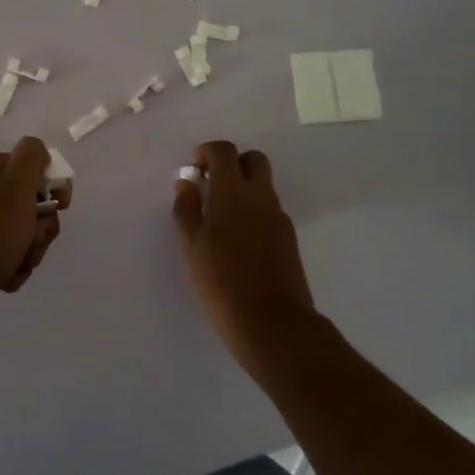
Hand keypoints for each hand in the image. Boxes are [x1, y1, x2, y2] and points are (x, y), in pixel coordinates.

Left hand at [0, 137, 70, 332]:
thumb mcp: (16, 186)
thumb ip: (32, 157)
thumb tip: (38, 153)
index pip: (36, 167)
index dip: (54, 187)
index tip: (60, 207)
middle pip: (31, 202)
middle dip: (41, 227)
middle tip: (32, 241)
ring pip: (23, 230)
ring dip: (30, 249)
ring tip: (18, 263)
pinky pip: (7, 249)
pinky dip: (13, 263)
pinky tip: (6, 275)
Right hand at [171, 141, 317, 374]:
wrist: (272, 323)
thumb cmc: (221, 282)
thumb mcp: (192, 246)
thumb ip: (187, 209)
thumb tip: (186, 183)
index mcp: (233, 192)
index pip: (224, 151)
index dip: (207, 152)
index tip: (193, 170)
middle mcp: (260, 196)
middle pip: (252, 160)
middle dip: (231, 164)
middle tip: (210, 187)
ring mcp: (278, 217)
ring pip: (262, 186)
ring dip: (242, 188)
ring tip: (219, 219)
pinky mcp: (288, 237)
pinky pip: (269, 210)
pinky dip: (253, 211)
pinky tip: (237, 241)